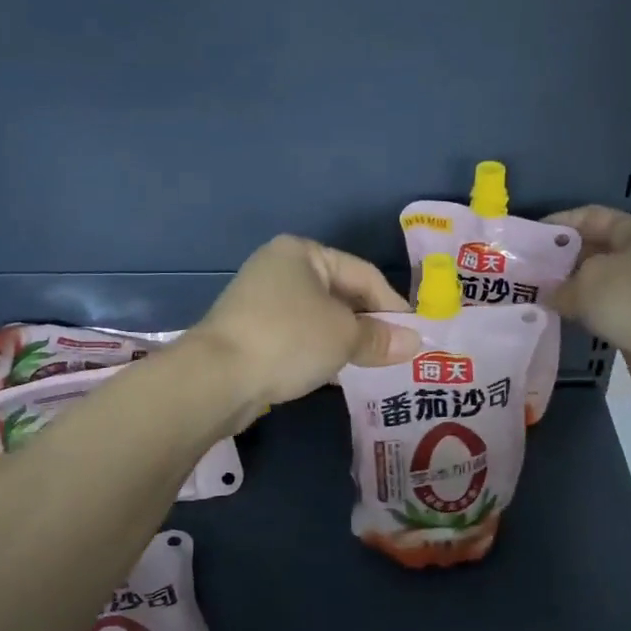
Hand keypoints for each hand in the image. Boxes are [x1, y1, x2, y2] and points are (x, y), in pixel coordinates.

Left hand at [189, 236, 419, 417]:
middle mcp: (280, 269)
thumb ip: (380, 337)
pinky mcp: (251, 333)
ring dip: (347, 341)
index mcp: (302, 252)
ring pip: (319, 319)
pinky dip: (321, 352)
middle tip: (397, 353)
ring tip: (374, 367)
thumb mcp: (344, 336)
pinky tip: (340, 375)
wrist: (216, 378)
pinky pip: (299, 338)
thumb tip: (414, 343)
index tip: (415, 335)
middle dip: (369, 324)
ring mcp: (261, 302)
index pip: (363, 273)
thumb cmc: (289, 339)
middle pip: (340, 294)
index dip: (393, 304)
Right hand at [545, 206, 630, 400]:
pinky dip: (582, 314)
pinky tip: (556, 320)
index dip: (556, 224)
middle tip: (522, 272)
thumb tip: (549, 295)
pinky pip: (603, 311)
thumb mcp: (587, 282)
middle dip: (558, 260)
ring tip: (532, 297)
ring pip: (596, 284)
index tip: (526, 238)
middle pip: (591, 250)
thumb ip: (560, 286)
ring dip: (568, 291)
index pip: (589, 217)